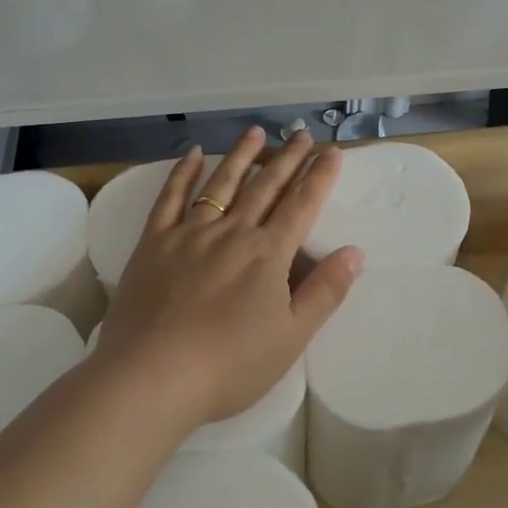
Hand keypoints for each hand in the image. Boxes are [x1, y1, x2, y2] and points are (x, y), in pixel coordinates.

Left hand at [92, 127, 364, 426]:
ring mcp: (190, 233)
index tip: (332, 151)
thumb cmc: (229, 364)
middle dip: (288, 158)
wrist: (152, 376)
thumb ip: (325, 291)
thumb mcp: (291, 337)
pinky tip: (193, 154)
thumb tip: (355, 252)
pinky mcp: (154, 242)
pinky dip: (183, 173)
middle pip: (266, 186)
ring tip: (256, 131)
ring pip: (222, 183)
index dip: (319, 176)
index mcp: (268, 254)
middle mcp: (232, 232)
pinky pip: (171, 198)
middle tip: (302, 133)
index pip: (301, 205)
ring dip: (242, 155)